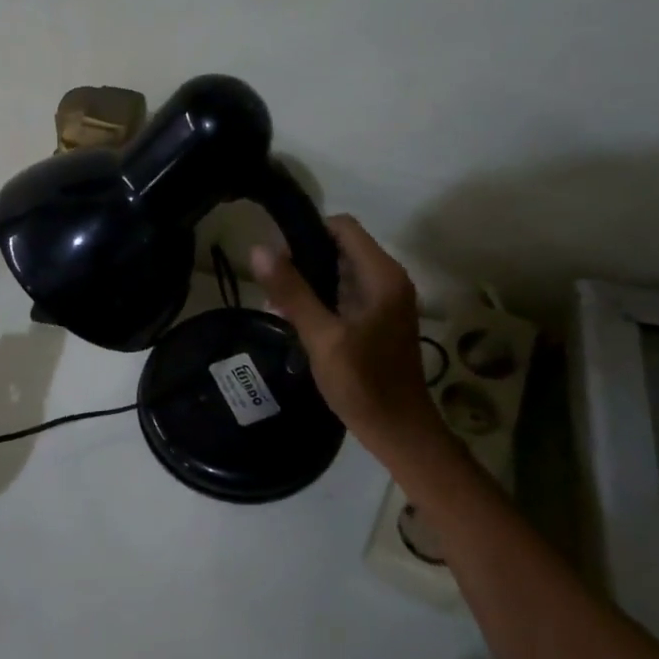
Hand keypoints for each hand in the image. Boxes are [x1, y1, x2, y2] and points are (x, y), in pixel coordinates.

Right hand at [250, 215, 445, 462]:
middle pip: (341, 247)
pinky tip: (295, 319)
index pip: (343, 227)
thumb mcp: (322, 337)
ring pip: (341, 271)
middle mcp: (388, 280)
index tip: (276, 254)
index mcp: (382, 276)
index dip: (308, 231)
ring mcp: (385, 301)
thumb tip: (258, 250)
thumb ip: (293, 292)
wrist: (399, 431)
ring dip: (310, 280)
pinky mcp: (377, 320)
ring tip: (276, 303)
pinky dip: (321, 298)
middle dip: (304, 258)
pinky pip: (345, 294)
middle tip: (271, 283)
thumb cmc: (363, 383)